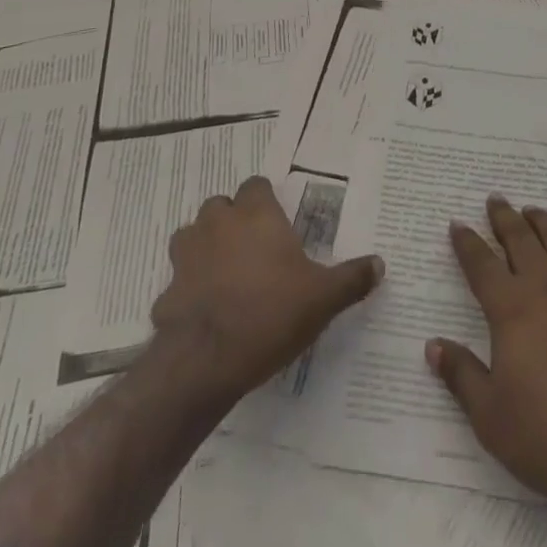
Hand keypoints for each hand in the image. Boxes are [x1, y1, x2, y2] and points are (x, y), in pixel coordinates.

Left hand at [150, 175, 382, 403]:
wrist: (206, 361)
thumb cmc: (270, 314)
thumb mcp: (323, 298)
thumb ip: (352, 278)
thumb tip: (381, 264)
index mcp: (256, 215)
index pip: (256, 185)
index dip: (265, 200)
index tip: (278, 221)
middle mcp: (218, 224)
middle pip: (221, 206)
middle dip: (233, 220)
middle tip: (255, 248)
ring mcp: (186, 257)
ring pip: (191, 237)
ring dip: (205, 248)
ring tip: (225, 274)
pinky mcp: (166, 292)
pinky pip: (178, 283)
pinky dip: (188, 291)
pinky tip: (204, 313)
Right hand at [425, 196, 546, 516]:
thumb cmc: (546, 436)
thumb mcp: (489, 416)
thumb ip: (461, 375)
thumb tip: (433, 345)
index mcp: (511, 309)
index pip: (481, 264)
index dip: (467, 243)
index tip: (457, 224)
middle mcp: (545, 289)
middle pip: (521, 239)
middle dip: (504, 217)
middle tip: (495, 199)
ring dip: (543, 222)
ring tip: (532, 211)